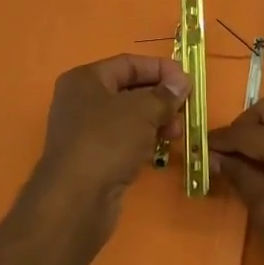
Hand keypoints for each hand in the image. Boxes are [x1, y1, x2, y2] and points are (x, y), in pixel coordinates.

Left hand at [23, 54, 188, 251]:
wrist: (75, 200)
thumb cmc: (106, 142)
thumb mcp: (142, 111)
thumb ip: (164, 94)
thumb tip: (181, 81)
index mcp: (85, 79)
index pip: (128, 64)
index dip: (159, 69)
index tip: (187, 81)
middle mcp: (81, 101)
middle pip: (128, 90)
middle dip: (160, 98)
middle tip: (185, 110)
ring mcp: (84, 131)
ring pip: (128, 118)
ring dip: (155, 121)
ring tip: (176, 133)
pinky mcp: (92, 158)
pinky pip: (123, 140)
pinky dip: (143, 141)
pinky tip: (161, 149)